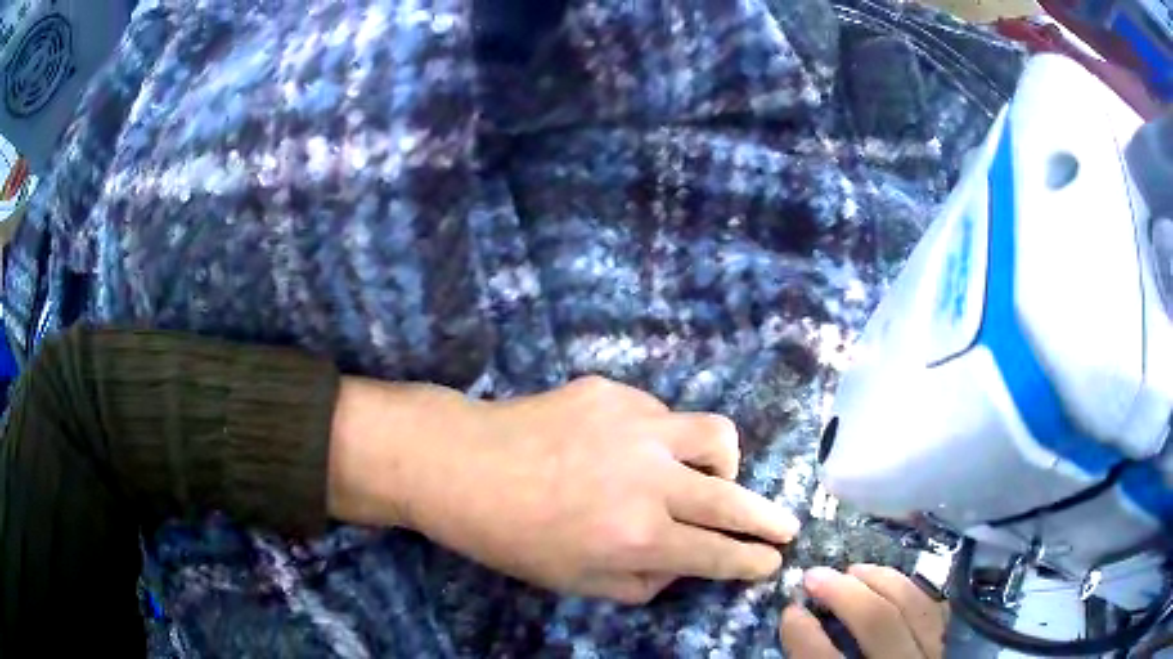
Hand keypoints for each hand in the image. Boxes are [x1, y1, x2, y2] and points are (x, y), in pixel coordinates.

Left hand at [329, 375, 799, 603]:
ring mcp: (633, 426)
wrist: (459, 465)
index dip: (751, 562)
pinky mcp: (612, 392)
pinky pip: (661, 416)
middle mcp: (647, 480)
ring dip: (725, 464)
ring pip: (715, 435)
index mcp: (636, 537)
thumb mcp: (578, 581)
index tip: (771, 562)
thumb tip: (685, 563)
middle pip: (734, 499)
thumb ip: (644, 580)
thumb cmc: (511, 538)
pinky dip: (662, 440)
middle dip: (769, 520)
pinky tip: (632, 450)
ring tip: (713, 477)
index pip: (717, 553)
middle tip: (786, 527)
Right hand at [780, 565, 947, 657]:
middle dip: (844, 593)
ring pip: (913, 605)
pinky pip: (935, 608)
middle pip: (879, 621)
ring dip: (881, 580)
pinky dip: (913, 590)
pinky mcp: (948, 644)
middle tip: (815, 575)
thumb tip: (796, 628)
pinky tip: (893, 583)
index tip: (789, 612)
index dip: (805, 635)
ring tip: (854, 569)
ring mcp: (934, 653)